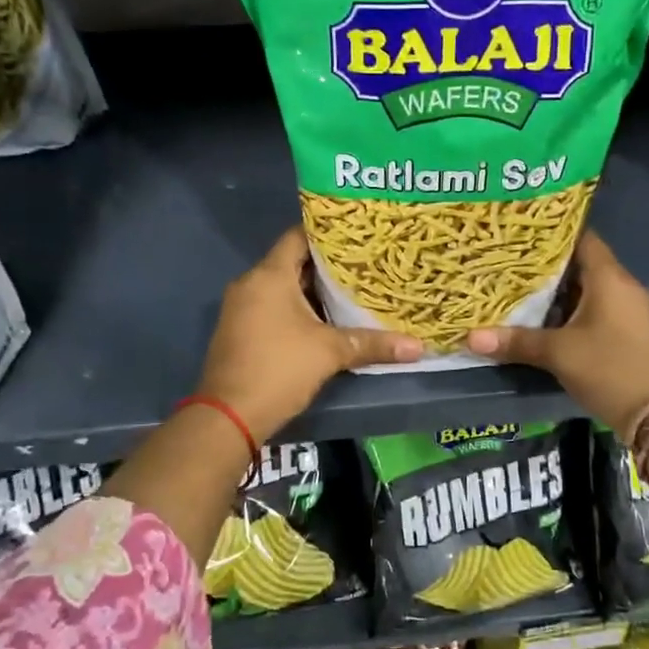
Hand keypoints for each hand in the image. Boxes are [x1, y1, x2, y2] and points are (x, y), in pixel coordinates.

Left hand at [196, 228, 423, 441]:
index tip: (358, 235)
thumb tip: (419, 347)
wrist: (229, 416)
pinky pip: (273, 307)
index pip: (298, 236)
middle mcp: (251, 284)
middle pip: (293, 262)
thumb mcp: (330, 353)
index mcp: (269, 276)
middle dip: (328, 264)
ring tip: (353, 289)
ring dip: (314, 290)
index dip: (328, 232)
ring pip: (283, 287)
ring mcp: (242, 308)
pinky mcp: (241, 330)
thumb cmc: (279, 369)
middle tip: (365, 264)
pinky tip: (327, 319)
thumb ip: (372, 344)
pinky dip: (298, 308)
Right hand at [466, 231, 648, 433]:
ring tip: (523, 290)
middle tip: (513, 264)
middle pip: (584, 264)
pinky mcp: (631, 331)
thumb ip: (515, 342)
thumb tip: (471, 338)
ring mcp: (631, 309)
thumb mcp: (557, 354)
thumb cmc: (607, 369)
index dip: (554, 233)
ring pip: (590, 289)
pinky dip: (575, 309)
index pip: (583, 238)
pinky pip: (599, 308)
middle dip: (550, 266)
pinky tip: (549, 320)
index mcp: (610, 279)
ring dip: (561, 291)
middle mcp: (624, 286)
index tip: (524, 234)